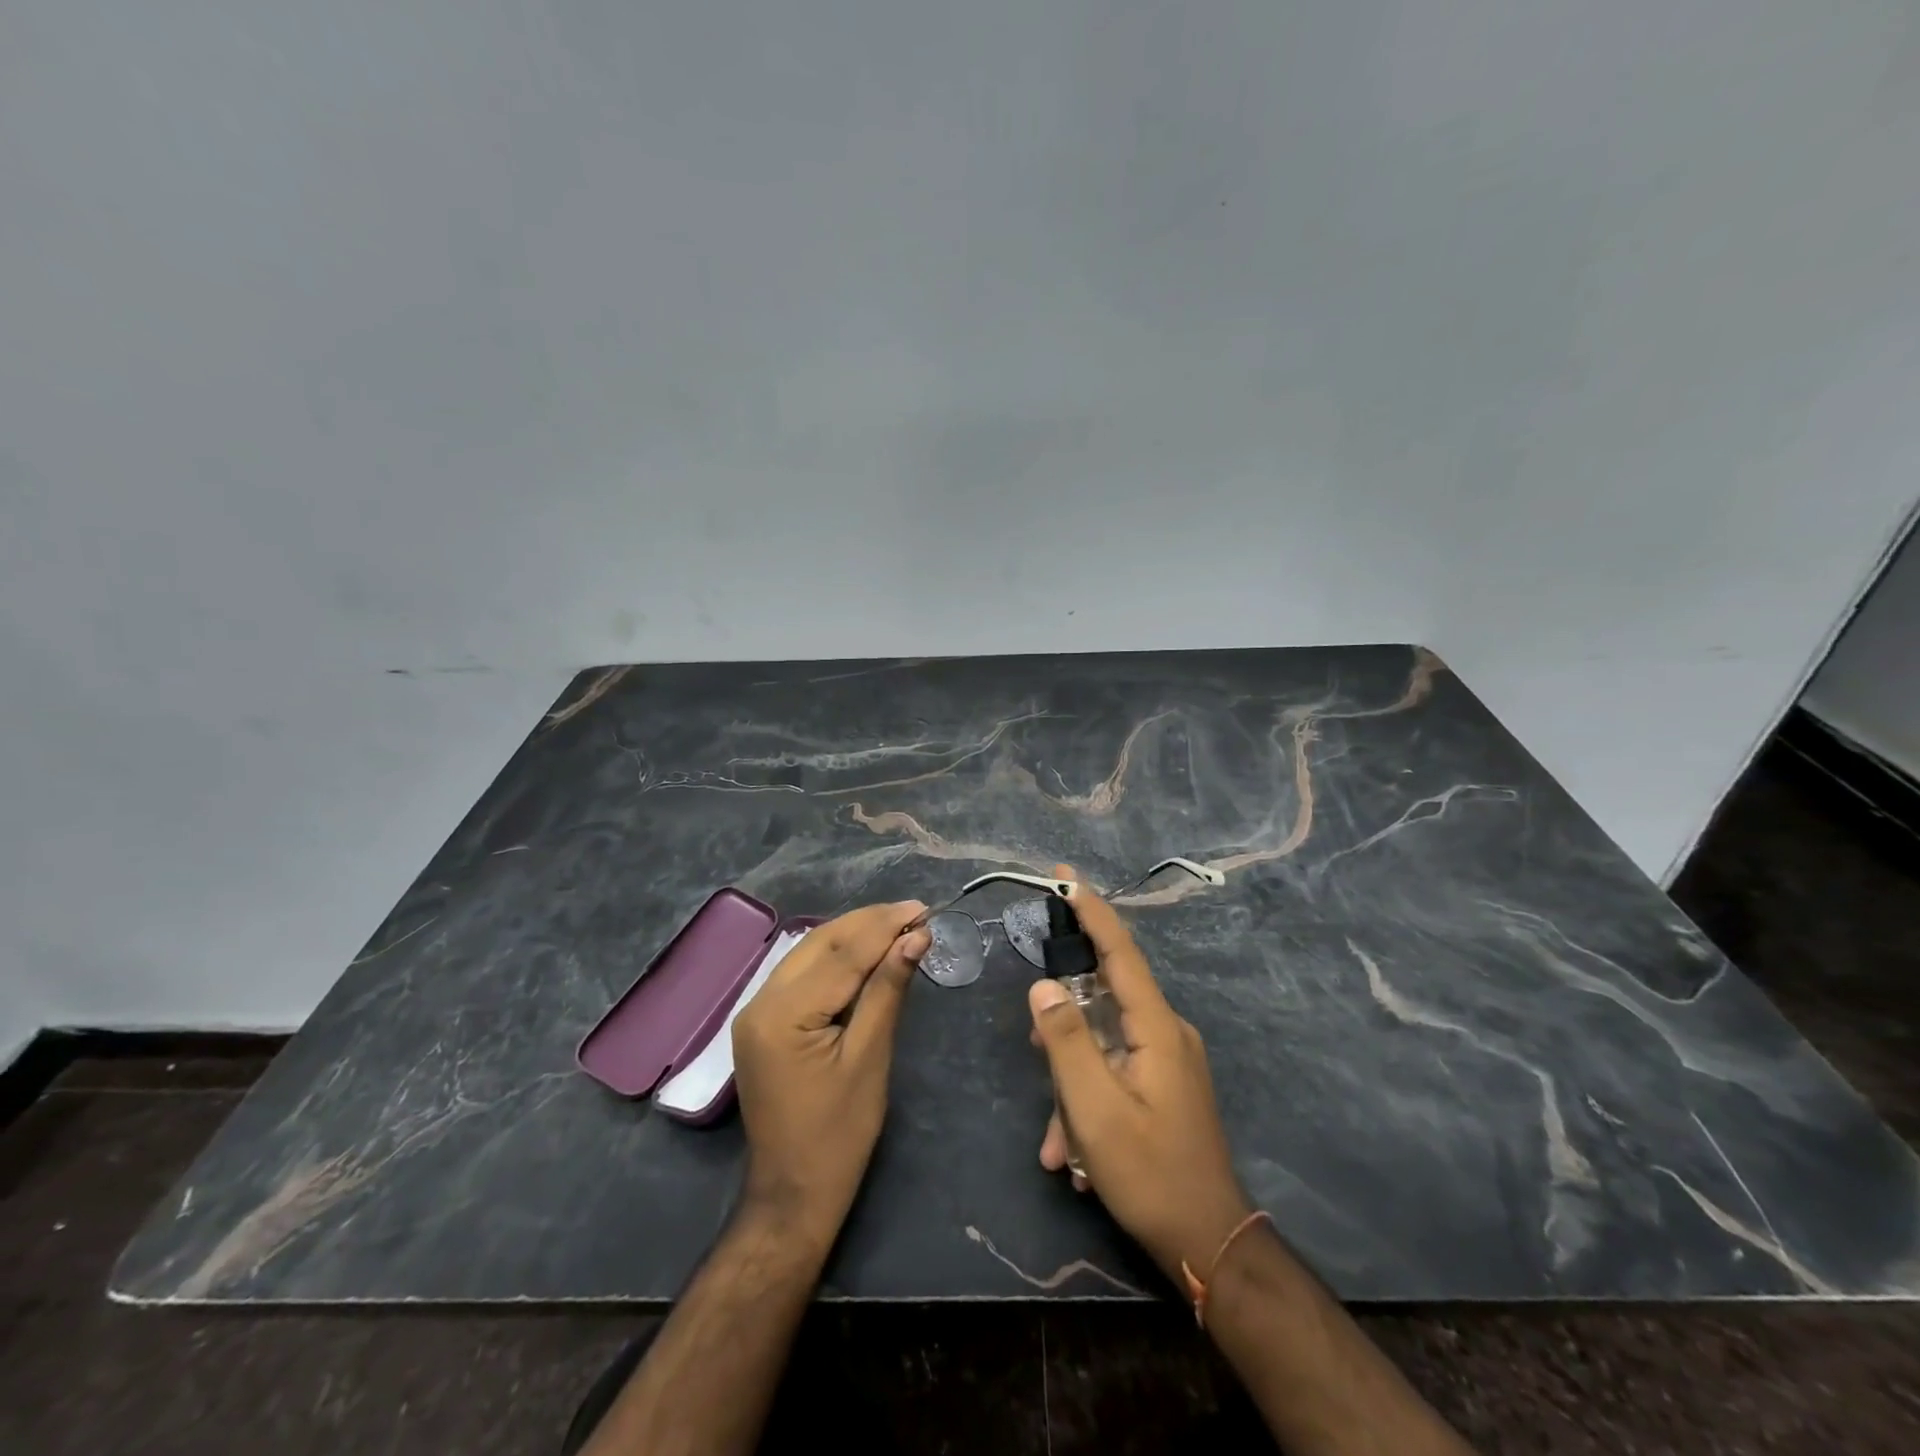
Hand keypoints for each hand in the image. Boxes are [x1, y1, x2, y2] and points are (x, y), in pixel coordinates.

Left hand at [731, 901, 930, 1248]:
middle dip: (868, 923)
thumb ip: (888, 990)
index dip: (884, 927)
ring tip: (897, 924)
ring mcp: (756, 1011)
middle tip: (914, 912)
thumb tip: (915, 938)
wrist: (793, 1193)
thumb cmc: (839, 1134)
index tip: (922, 909)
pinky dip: (836, 958)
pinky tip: (865, 952)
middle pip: (820, 943)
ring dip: (852, 935)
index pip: (841, 954)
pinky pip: (801, 974)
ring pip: (808, 953)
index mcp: (782, 1015)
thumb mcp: (870, 1058)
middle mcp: (759, 1002)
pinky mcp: (762, 1022)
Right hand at [1030, 864, 1252, 1283]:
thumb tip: (1042, 984)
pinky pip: (1115, 1072)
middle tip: (1036, 1052)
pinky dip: (1089, 1102)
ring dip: (1073, 1085)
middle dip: (1064, 1028)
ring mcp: (1169, 1060)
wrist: (1209, 1244)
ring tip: (1058, 1142)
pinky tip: (1073, 1156)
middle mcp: (1168, 1032)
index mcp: (1157, 1026)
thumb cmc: (1149, 1172)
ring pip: (1104, 1046)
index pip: (1120, 951)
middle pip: (1105, 1000)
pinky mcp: (1165, 1085)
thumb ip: (1065, 1039)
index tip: (1064, 876)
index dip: (1091, 910)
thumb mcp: (1095, 1108)